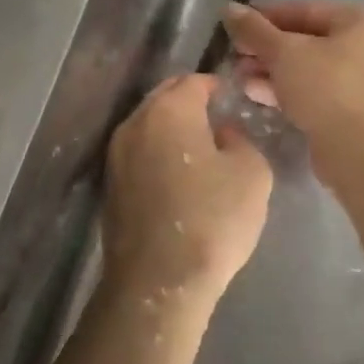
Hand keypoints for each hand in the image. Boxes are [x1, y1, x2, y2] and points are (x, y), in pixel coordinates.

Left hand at [103, 74, 273, 302]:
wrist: (158, 281)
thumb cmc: (212, 219)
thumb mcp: (252, 173)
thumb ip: (240, 140)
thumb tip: (222, 134)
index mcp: (169, 110)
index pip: (193, 81)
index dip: (215, 86)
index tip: (231, 98)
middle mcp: (135, 123)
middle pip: (165, 98)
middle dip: (189, 102)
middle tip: (216, 118)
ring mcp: (116, 154)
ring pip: (148, 126)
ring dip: (171, 129)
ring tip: (199, 148)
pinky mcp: (111, 185)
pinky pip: (139, 153)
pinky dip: (158, 154)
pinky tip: (178, 176)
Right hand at [221, 1, 363, 180]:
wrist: (362, 153)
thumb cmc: (327, 88)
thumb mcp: (284, 53)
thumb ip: (255, 29)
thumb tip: (229, 8)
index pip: (307, 11)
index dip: (267, 18)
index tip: (237, 27)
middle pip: (311, 42)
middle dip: (269, 50)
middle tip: (237, 57)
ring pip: (314, 70)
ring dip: (275, 72)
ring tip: (241, 79)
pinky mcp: (362, 115)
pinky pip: (322, 94)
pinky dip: (292, 92)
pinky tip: (258, 95)